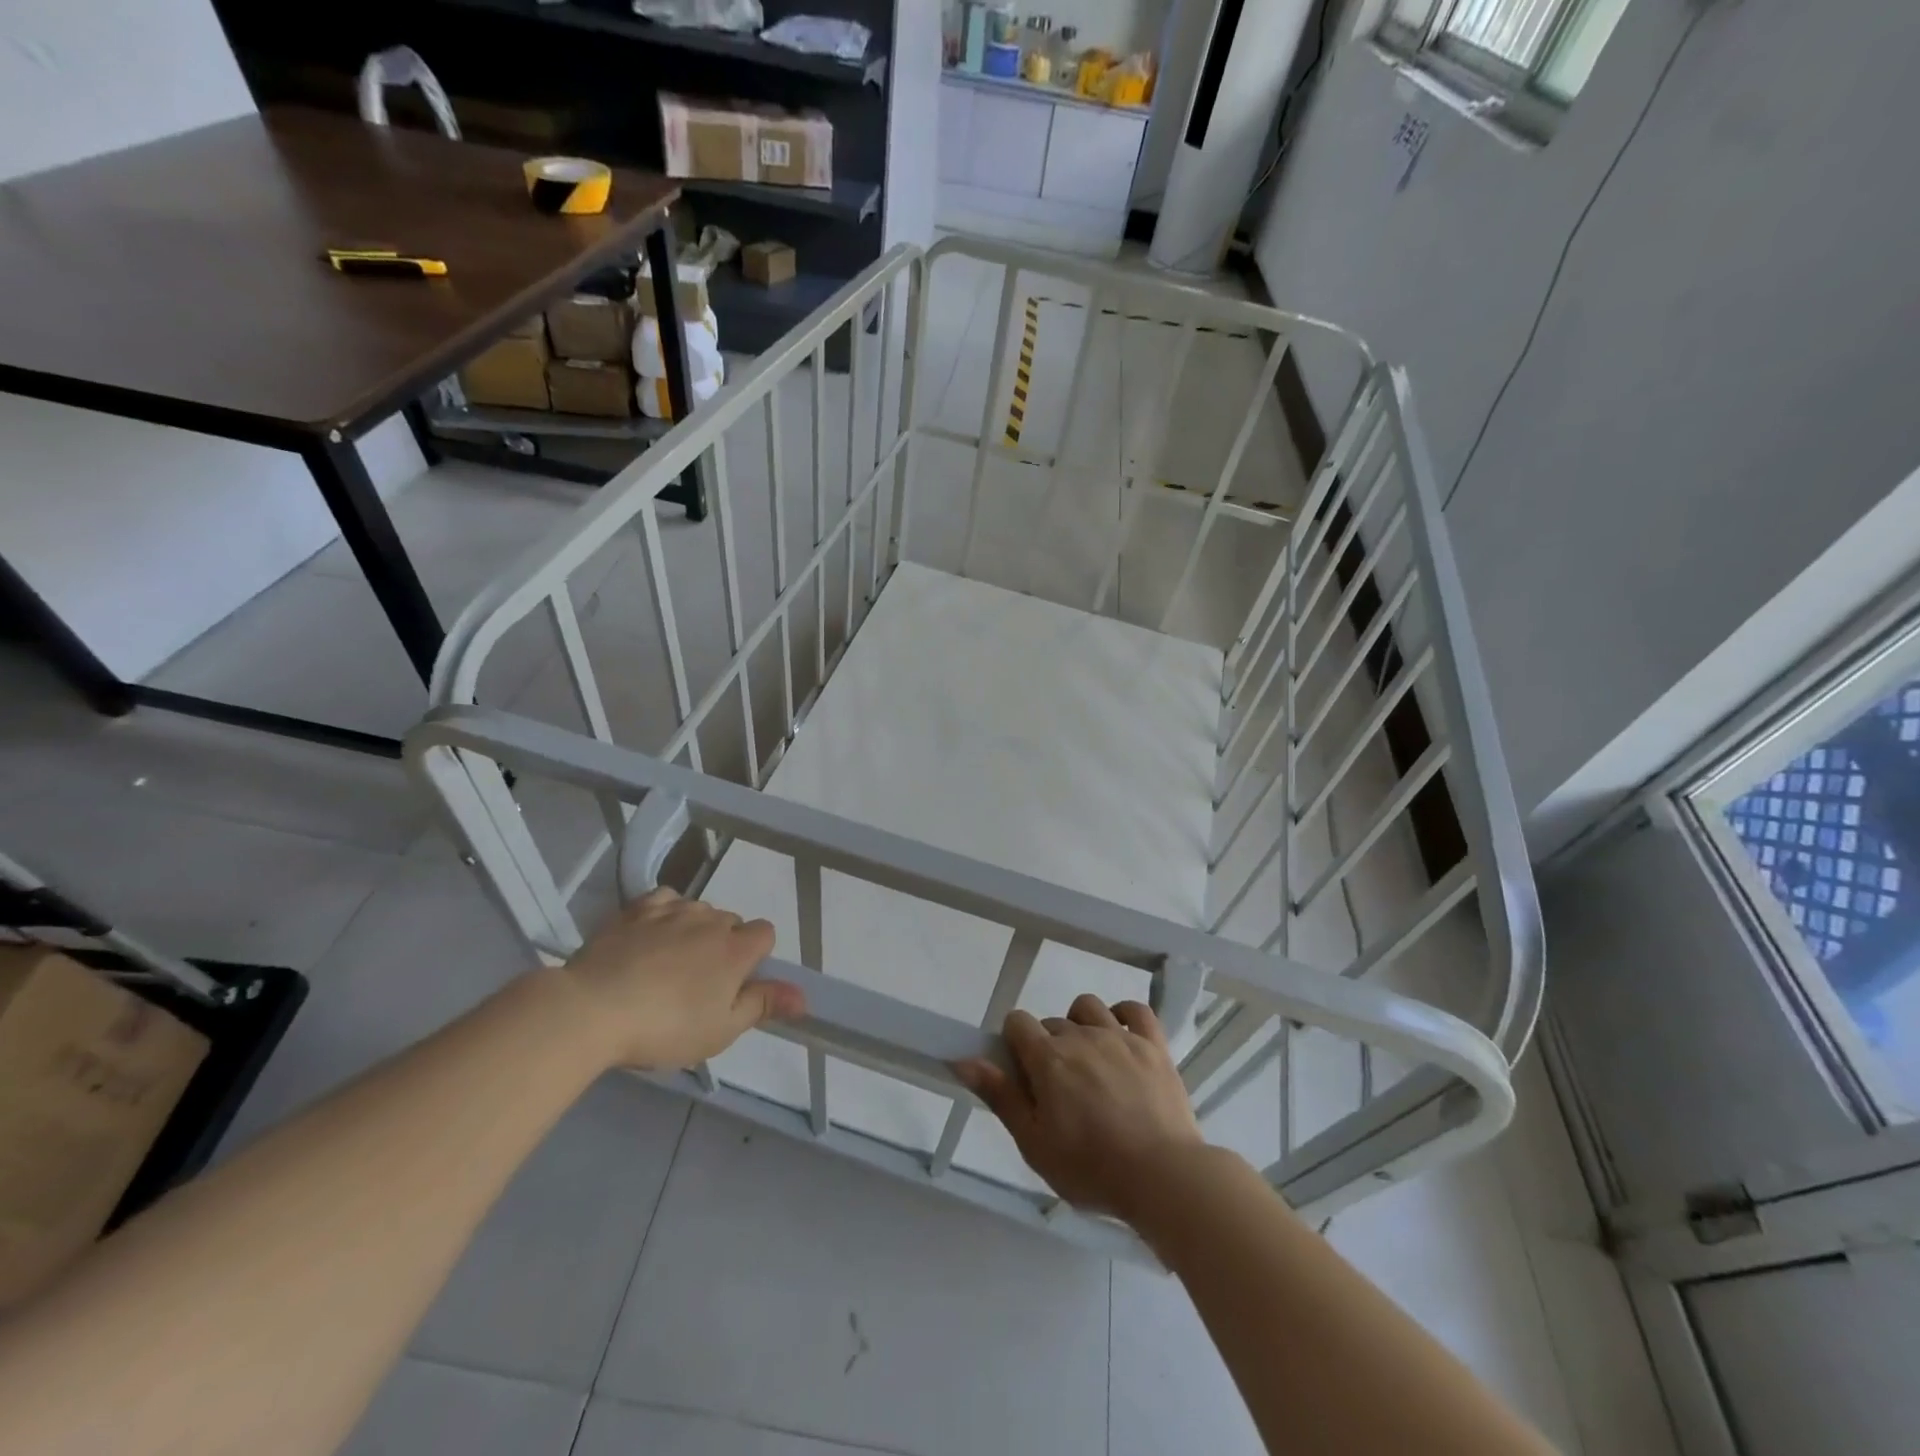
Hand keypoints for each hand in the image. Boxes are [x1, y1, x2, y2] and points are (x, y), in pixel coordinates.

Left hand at [559, 888, 803, 1069]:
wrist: (593, 1009)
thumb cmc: (665, 1027)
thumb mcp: (721, 1029)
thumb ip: (763, 1005)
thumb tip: (805, 996)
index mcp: (736, 948)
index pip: (765, 933)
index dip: (756, 956)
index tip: (736, 983)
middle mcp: (710, 920)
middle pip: (731, 922)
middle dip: (723, 944)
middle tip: (699, 984)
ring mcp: (672, 910)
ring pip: (698, 910)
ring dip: (694, 930)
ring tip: (670, 964)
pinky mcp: (636, 909)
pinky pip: (664, 900)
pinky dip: (665, 913)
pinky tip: (651, 936)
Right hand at [956, 994, 1204, 1222]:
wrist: (1162, 1177)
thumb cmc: (1091, 1168)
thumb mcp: (1034, 1143)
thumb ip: (1000, 1096)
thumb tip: (963, 1060)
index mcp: (1048, 1058)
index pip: (1017, 1022)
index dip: (1014, 1043)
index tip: (1024, 1075)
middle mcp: (1081, 1036)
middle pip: (1052, 1022)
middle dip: (1048, 1046)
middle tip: (1059, 1090)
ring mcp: (1121, 1036)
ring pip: (1089, 1007)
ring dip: (1081, 1025)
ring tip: (1088, 1060)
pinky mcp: (1153, 1045)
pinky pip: (1135, 1010)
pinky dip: (1124, 1014)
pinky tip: (1120, 1034)